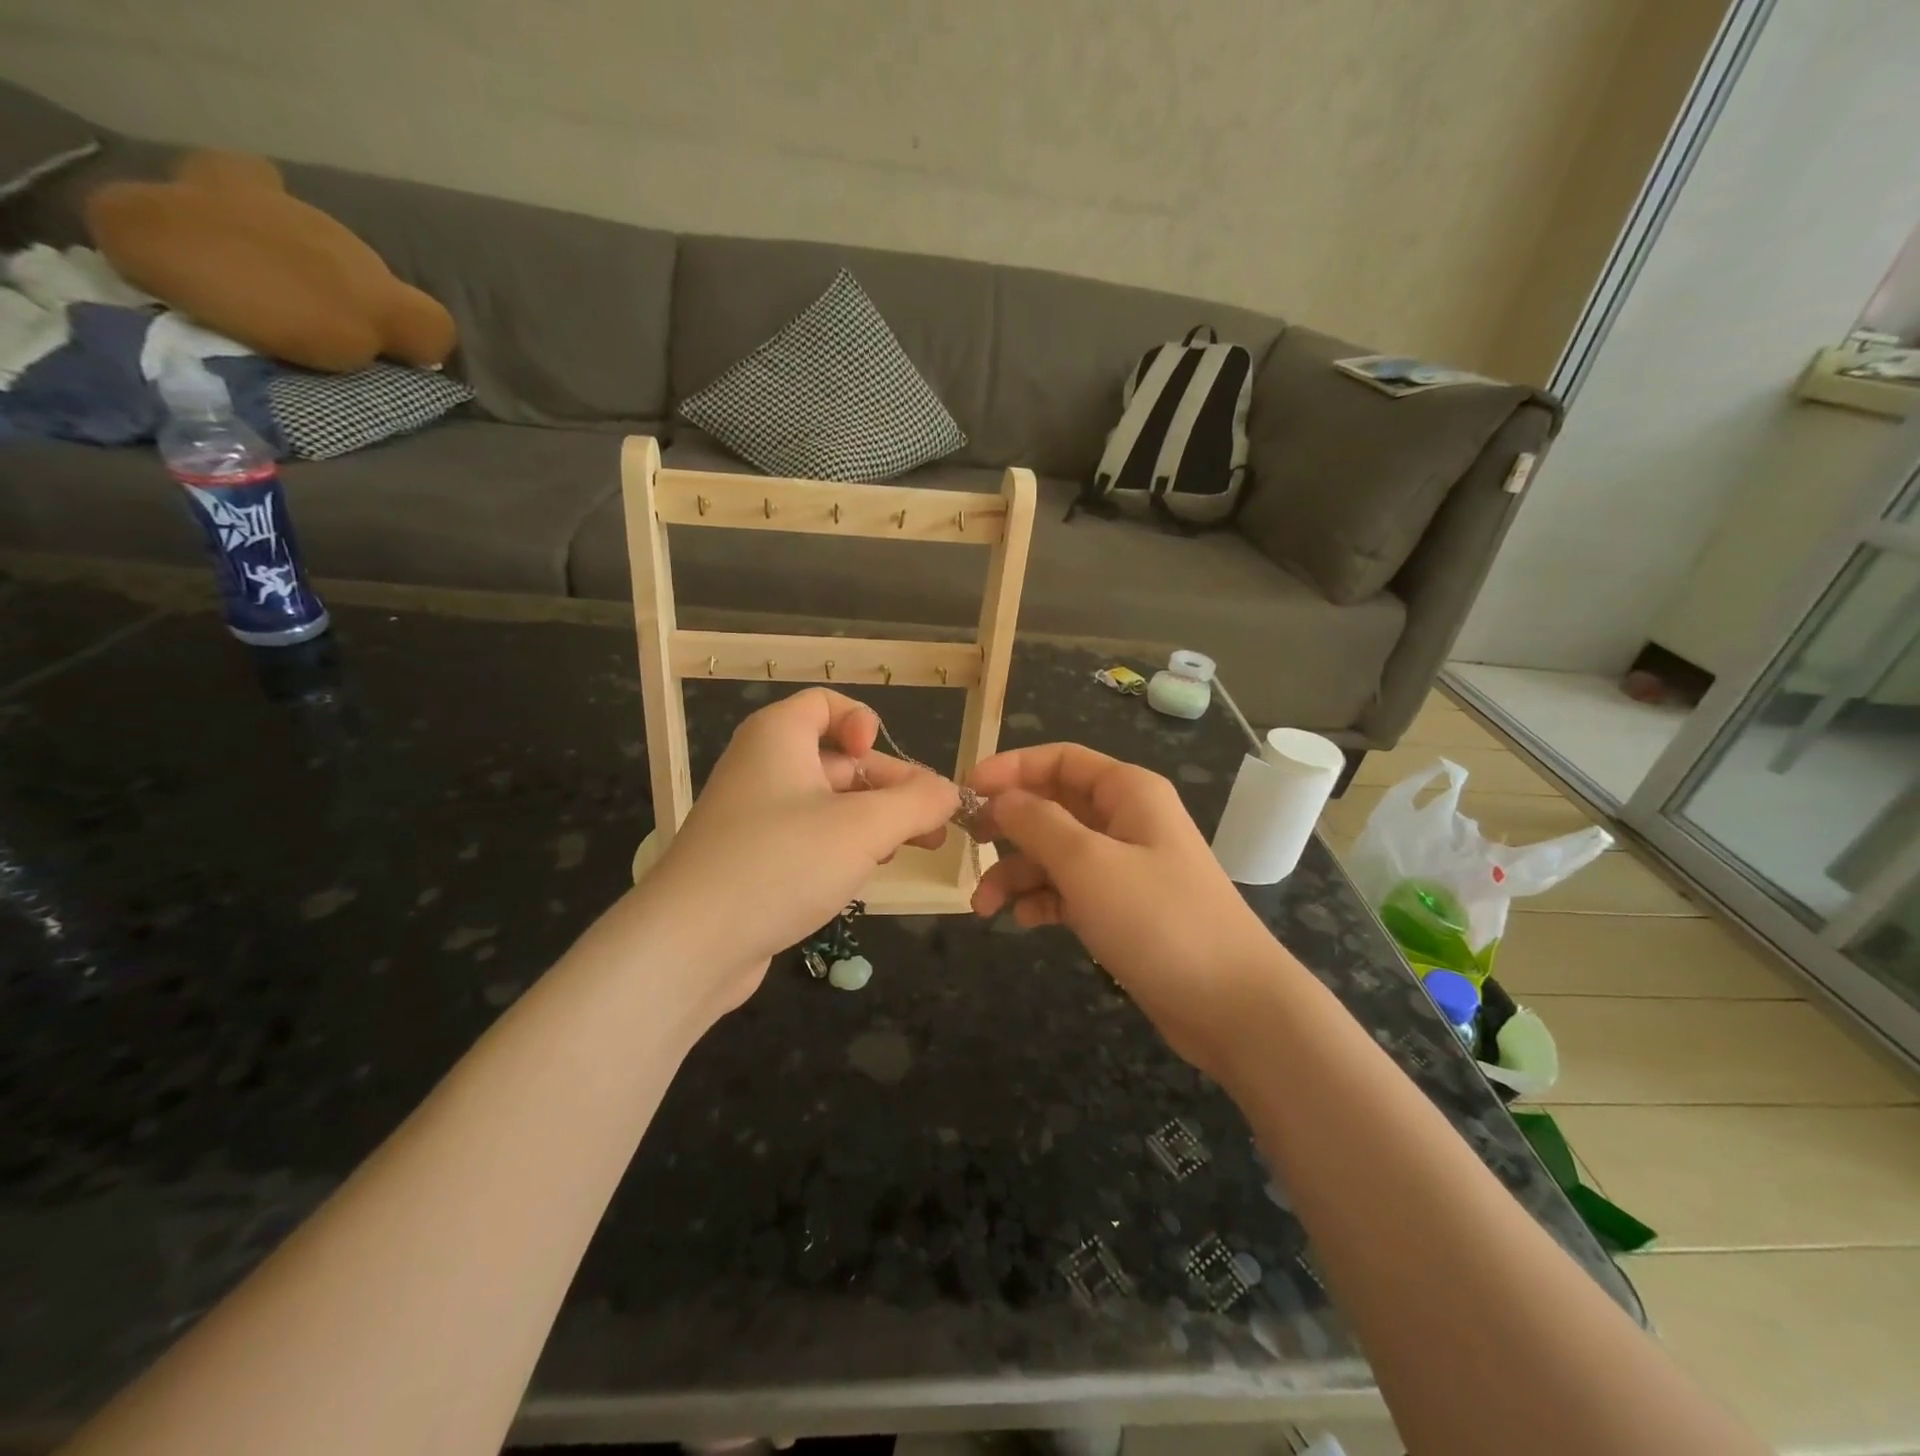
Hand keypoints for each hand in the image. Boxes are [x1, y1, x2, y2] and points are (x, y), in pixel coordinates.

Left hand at [636, 688, 958, 1020]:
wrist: (690, 945)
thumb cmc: (782, 862)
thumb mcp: (864, 827)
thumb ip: (917, 804)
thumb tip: (951, 793)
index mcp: (778, 736)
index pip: (827, 704)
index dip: (863, 722)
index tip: (882, 758)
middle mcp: (763, 766)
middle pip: (839, 758)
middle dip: (890, 785)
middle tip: (934, 822)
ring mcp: (755, 816)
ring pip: (829, 802)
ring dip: (875, 819)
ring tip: (915, 848)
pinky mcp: (754, 859)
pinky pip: (810, 836)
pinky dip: (845, 845)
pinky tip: (870, 871)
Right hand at [968, 743, 1295, 1078]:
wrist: (1231, 1006)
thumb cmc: (1158, 919)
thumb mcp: (1088, 863)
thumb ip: (1037, 823)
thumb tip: (1000, 798)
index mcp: (1127, 792)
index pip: (1060, 760)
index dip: (1011, 767)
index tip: (966, 789)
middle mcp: (1126, 820)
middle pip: (1053, 805)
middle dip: (1009, 825)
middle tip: (969, 844)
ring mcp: (1125, 866)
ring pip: (1056, 853)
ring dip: (1017, 873)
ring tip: (983, 907)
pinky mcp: (1122, 908)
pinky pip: (1070, 890)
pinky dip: (1043, 900)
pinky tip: (1025, 921)